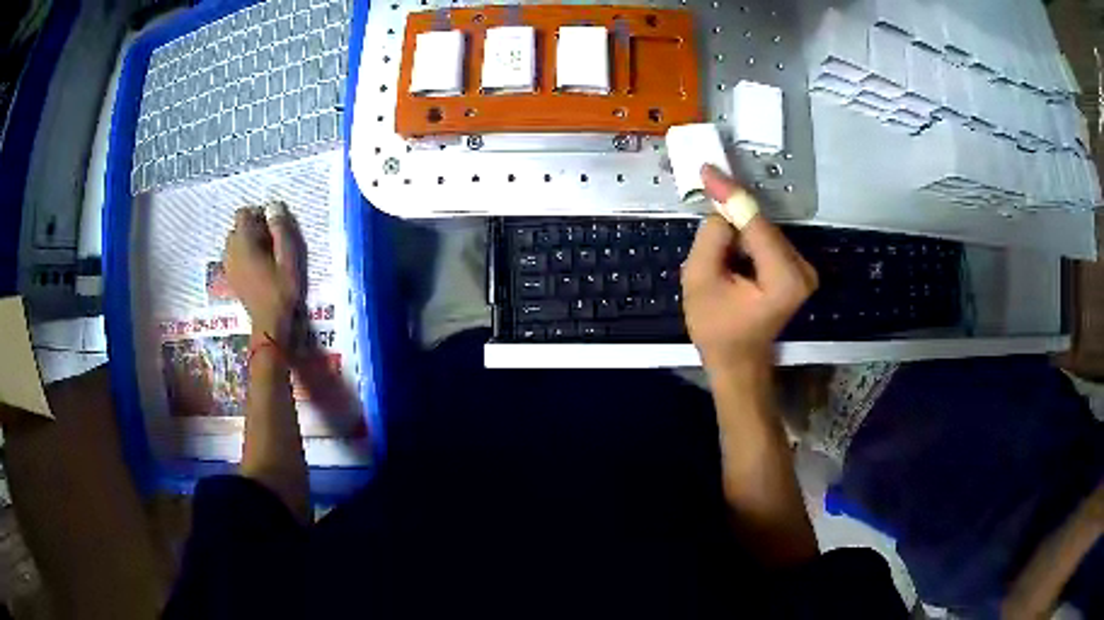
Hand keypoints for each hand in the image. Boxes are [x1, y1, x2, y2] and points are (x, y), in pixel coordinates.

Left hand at [223, 203, 304, 340]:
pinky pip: (231, 256)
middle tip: (269, 241)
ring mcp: (228, 265)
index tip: (272, 225)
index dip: (257, 214)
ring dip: (245, 242)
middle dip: (251, 228)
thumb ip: (280, 230)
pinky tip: (255, 266)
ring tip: (262, 254)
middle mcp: (231, 251)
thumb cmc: (281, 290)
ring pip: (232, 242)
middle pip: (237, 228)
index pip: (243, 214)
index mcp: (244, 244)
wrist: (269, 323)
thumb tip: (274, 206)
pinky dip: (241, 254)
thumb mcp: (288, 258)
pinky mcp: (230, 277)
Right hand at [682, 165, 817, 373]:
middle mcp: (802, 270)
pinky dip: (746, 237)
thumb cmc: (716, 330)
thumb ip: (711, 239)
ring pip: (763, 231)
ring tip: (714, 230)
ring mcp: (803, 270)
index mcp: (784, 278)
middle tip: (705, 190)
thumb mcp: (699, 282)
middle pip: (762, 225)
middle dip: (732, 211)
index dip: (731, 194)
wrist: (738, 361)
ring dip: (738, 225)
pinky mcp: (797, 270)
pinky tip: (729, 242)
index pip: (756, 224)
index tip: (709, 170)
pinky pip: (767, 241)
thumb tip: (722, 211)